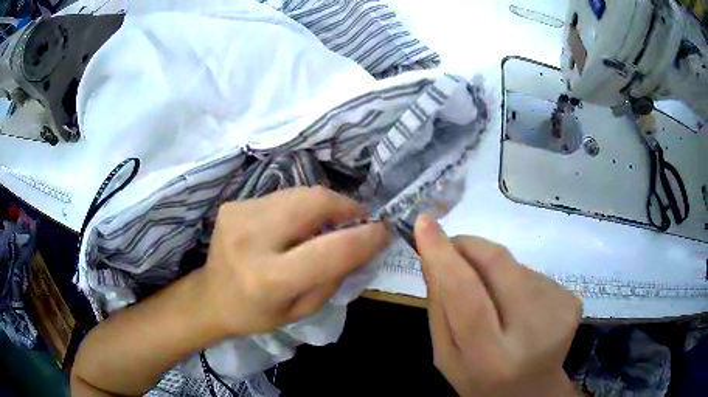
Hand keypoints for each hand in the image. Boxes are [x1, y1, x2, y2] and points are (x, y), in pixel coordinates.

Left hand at [200, 187, 389, 336]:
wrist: (211, 297)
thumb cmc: (257, 314)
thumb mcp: (302, 310)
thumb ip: (334, 277)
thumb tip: (362, 242)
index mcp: (269, 279)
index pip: (331, 251)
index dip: (365, 237)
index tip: (383, 231)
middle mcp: (251, 240)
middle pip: (314, 202)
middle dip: (346, 206)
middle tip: (358, 219)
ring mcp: (239, 215)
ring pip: (300, 193)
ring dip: (324, 204)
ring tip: (330, 221)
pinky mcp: (234, 204)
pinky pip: (282, 196)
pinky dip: (299, 207)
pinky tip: (295, 225)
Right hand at [414, 215, 581, 396]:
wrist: (531, 391)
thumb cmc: (480, 380)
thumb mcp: (446, 356)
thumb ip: (439, 309)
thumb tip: (433, 256)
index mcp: (492, 358)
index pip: (466, 295)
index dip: (444, 256)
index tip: (424, 224)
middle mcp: (532, 332)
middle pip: (498, 265)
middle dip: (470, 248)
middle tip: (453, 251)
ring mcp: (559, 312)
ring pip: (514, 266)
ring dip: (494, 272)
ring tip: (494, 301)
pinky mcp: (572, 300)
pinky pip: (533, 273)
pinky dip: (516, 281)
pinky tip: (518, 308)